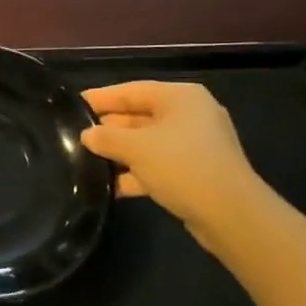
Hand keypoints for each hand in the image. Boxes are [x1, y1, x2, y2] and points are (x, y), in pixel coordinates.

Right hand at [80, 81, 265, 235]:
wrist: (231, 215)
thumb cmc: (182, 166)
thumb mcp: (136, 148)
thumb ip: (106, 138)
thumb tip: (87, 135)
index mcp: (180, 97)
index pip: (131, 90)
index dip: (101, 98)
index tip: (73, 105)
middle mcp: (190, 115)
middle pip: (139, 116)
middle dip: (109, 129)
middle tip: (76, 137)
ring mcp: (195, 145)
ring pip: (148, 143)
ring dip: (121, 153)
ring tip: (87, 162)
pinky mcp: (196, 172)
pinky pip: (159, 165)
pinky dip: (137, 173)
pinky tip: (111, 187)